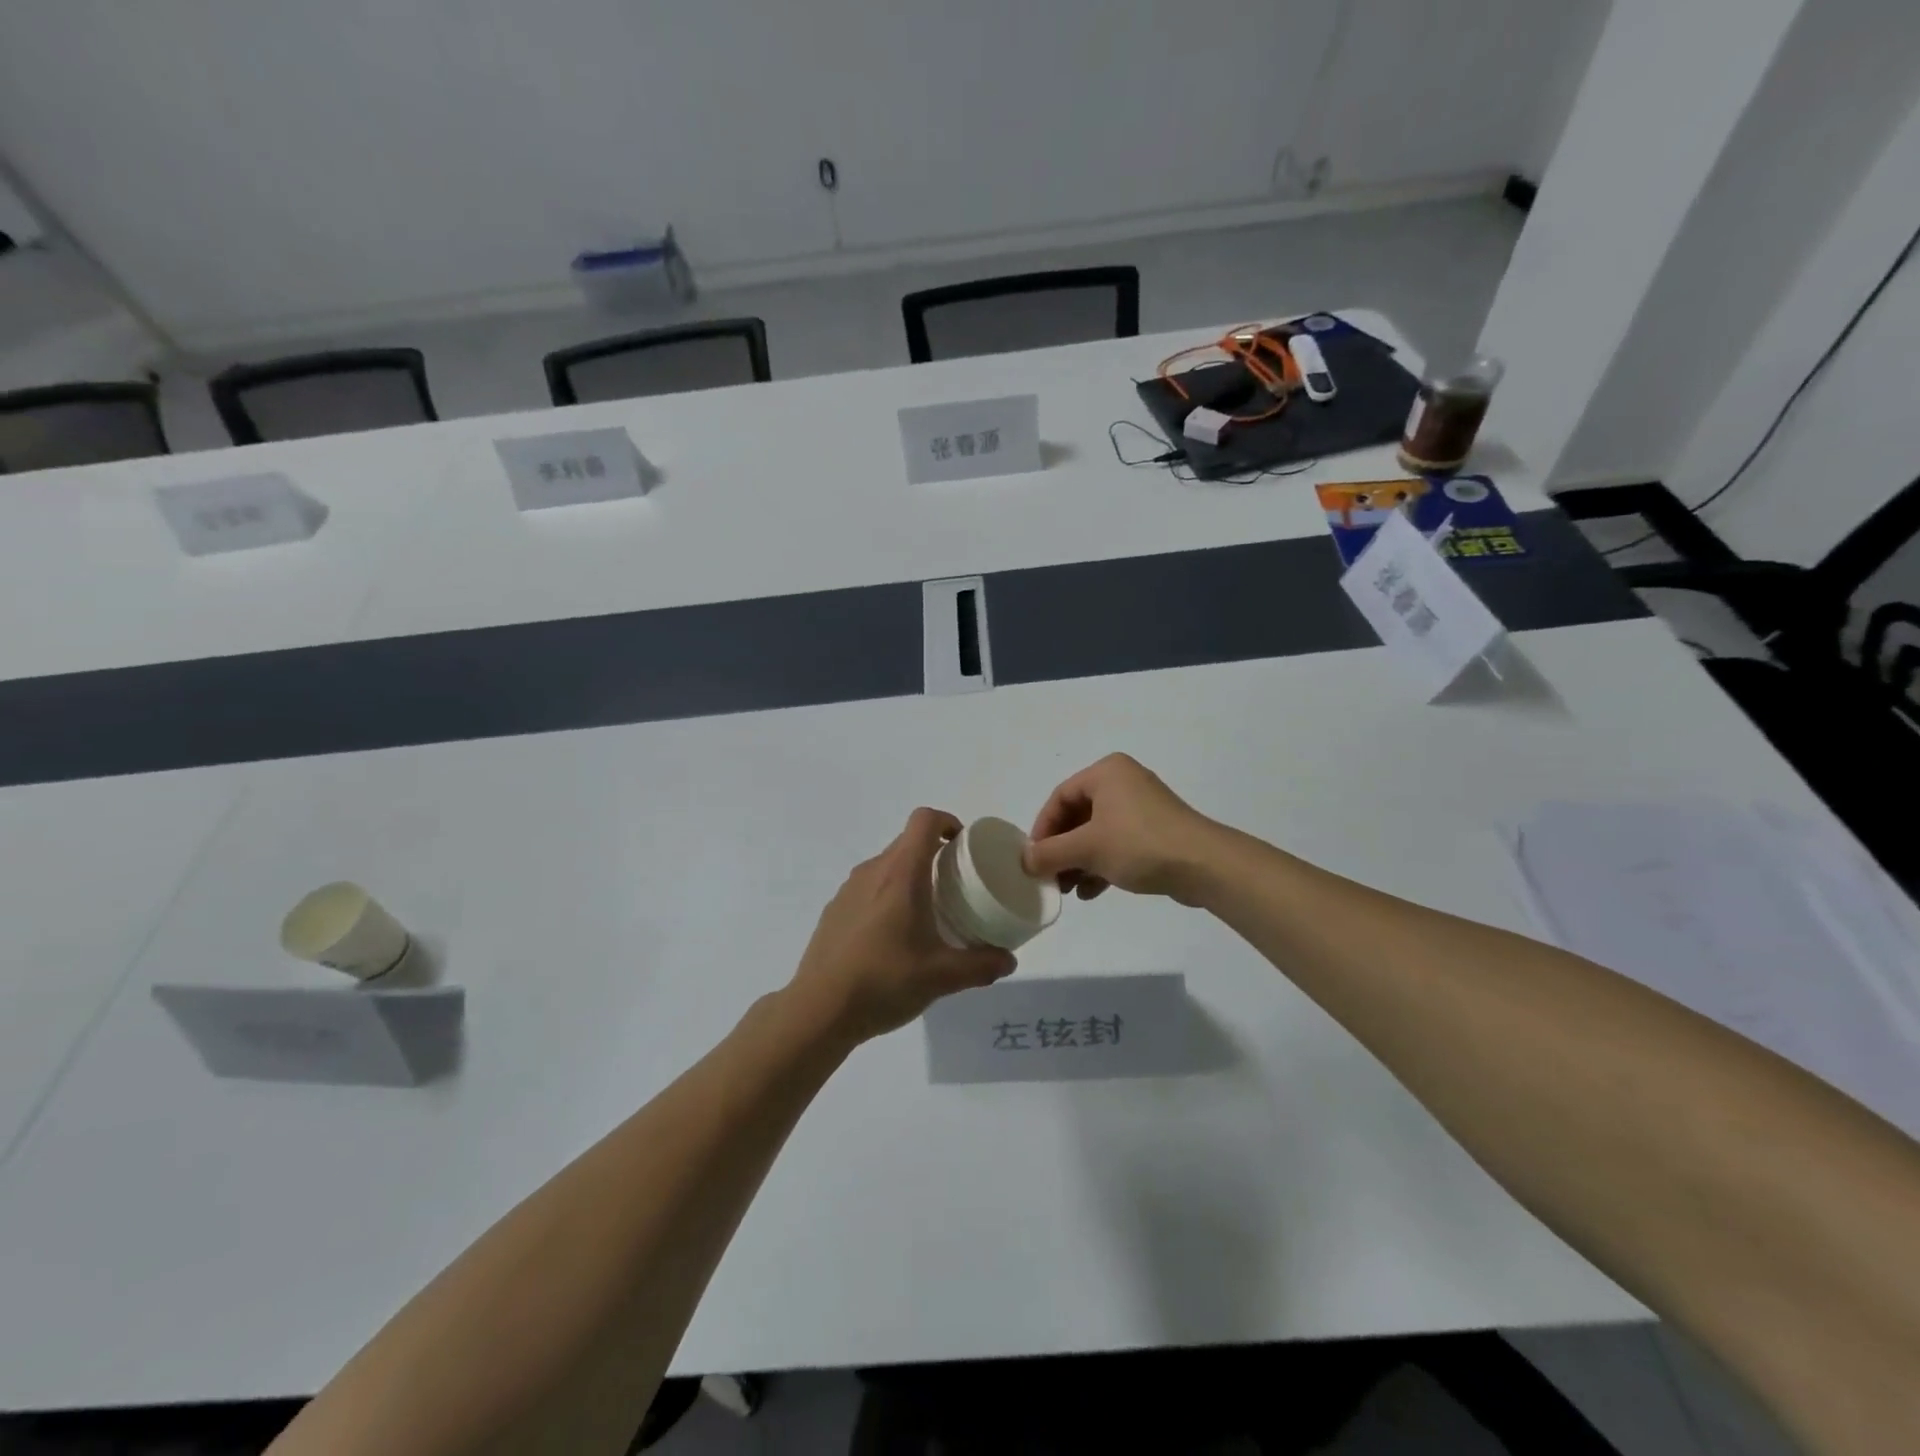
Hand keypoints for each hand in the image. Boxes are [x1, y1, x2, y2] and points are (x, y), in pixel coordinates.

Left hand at [789, 808, 1016, 1043]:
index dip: (948, 822)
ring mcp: (848, 890)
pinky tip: (894, 937)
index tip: (964, 846)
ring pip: (887, 866)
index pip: (924, 820)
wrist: (819, 1009)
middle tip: (957, 886)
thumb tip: (1009, 960)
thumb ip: (981, 965)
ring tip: (928, 913)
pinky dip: (887, 897)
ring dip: (910, 877)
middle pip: (907, 843)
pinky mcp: (834, 911)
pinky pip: (868, 889)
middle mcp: (872, 871)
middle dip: (935, 855)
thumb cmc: (884, 980)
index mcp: (901, 873)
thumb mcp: (942, 976)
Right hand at [1022, 754, 1221, 904]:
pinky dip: (1101, 864)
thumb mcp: (1087, 848)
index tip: (1033, 859)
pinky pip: (1118, 844)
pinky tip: (1090, 892)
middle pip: (1078, 815)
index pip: (1060, 797)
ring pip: (1097, 833)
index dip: (1042, 829)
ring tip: (1067, 889)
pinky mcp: (1155, 832)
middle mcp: (1123, 782)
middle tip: (1049, 876)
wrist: (1204, 865)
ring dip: (1079, 861)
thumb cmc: (1139, 844)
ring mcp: (1142, 807)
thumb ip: (1050, 853)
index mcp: (1106, 772)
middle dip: (1061, 849)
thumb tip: (1024, 860)